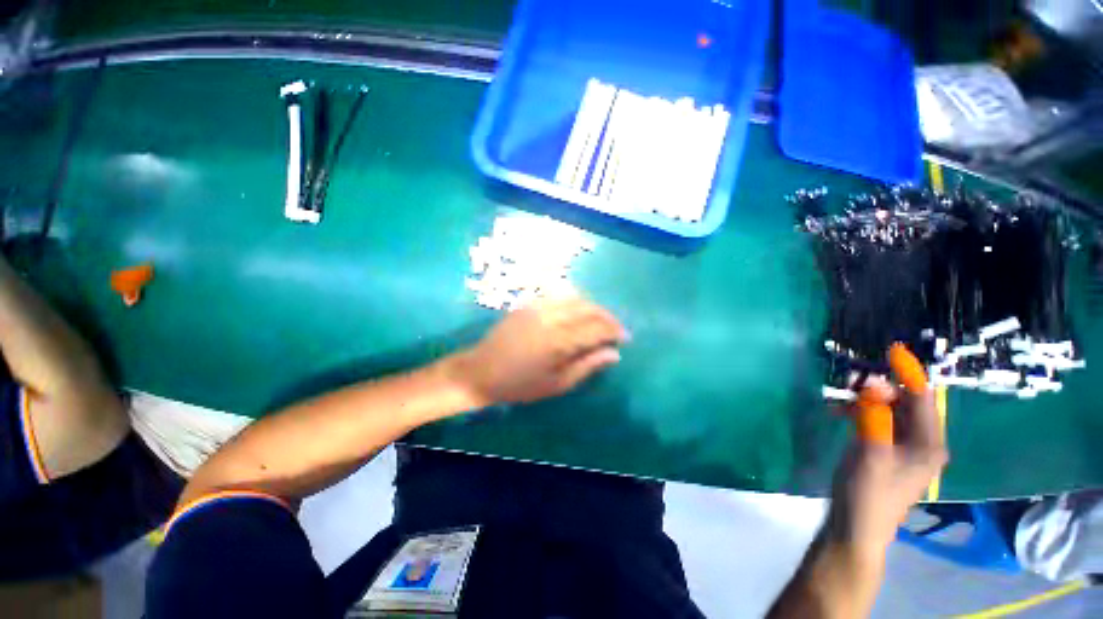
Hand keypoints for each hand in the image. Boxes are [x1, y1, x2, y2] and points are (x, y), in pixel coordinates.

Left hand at [447, 296, 628, 406]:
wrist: (481, 371)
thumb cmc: (520, 384)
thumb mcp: (557, 383)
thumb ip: (587, 366)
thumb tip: (614, 354)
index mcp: (559, 340)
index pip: (597, 327)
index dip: (615, 331)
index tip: (625, 338)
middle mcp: (551, 316)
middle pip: (589, 307)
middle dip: (607, 316)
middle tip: (616, 329)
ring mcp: (537, 306)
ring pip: (575, 297)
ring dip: (592, 306)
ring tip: (599, 320)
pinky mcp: (528, 303)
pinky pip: (558, 294)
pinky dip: (574, 300)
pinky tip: (577, 311)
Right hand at [828, 366, 948, 555]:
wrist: (855, 527)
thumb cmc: (867, 492)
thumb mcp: (870, 452)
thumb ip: (874, 416)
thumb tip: (873, 383)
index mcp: (929, 444)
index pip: (923, 398)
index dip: (908, 372)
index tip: (892, 349)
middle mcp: (923, 443)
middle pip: (907, 403)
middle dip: (882, 386)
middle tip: (852, 379)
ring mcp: (905, 449)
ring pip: (891, 411)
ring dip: (868, 399)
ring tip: (842, 397)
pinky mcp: (887, 452)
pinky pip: (879, 421)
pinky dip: (861, 412)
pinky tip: (840, 412)